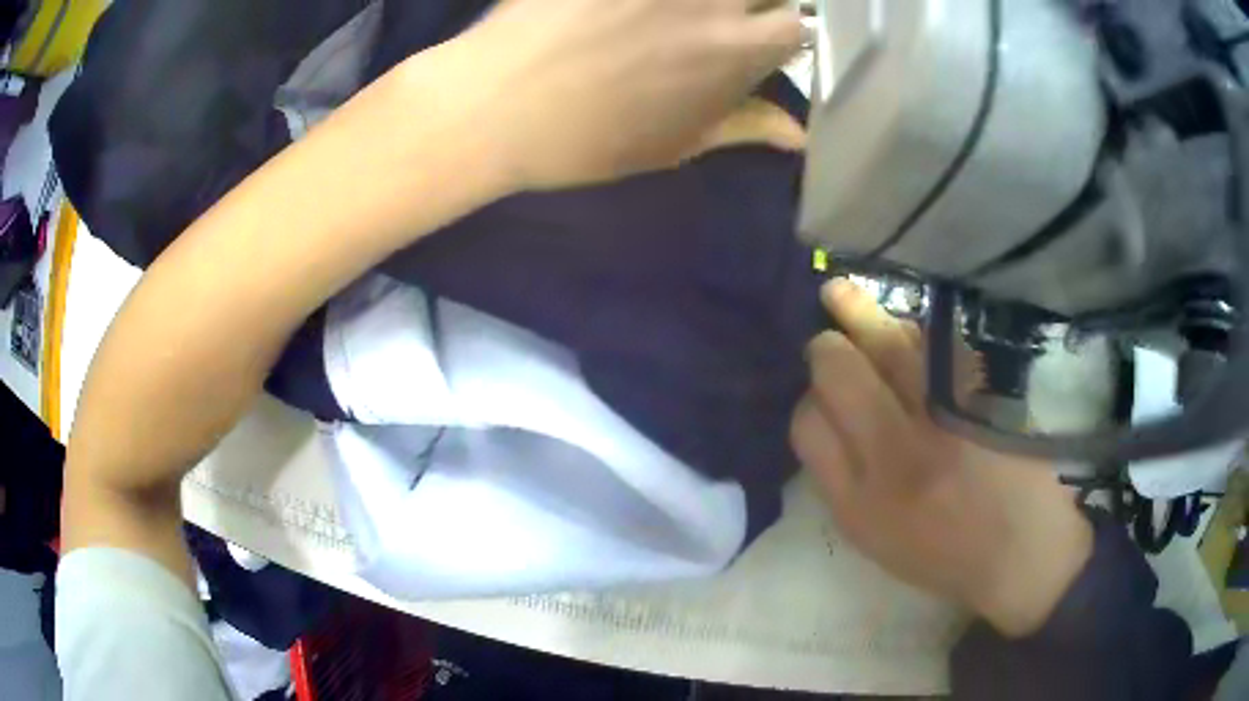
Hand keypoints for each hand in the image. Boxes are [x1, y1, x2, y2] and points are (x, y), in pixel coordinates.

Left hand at [424, 0, 801, 189]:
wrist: (494, 106)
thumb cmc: (586, 138)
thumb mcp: (673, 144)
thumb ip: (743, 125)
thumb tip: (798, 135)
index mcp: (735, 52)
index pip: (796, 25)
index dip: (780, 32)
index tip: (756, 42)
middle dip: (758, 2)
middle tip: (718, 20)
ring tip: (669, 16)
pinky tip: (625, 7)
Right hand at [791, 280, 1093, 636]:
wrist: (1027, 550)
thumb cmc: (946, 551)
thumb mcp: (875, 537)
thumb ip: (842, 478)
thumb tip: (823, 410)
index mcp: (862, 503)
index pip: (809, 423)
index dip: (810, 401)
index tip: (824, 397)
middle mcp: (898, 453)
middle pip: (837, 372)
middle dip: (826, 349)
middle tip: (833, 345)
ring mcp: (945, 414)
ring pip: (884, 343)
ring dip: (857, 313)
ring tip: (840, 294)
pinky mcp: (984, 388)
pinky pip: (933, 340)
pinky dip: (910, 325)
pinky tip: (901, 320)